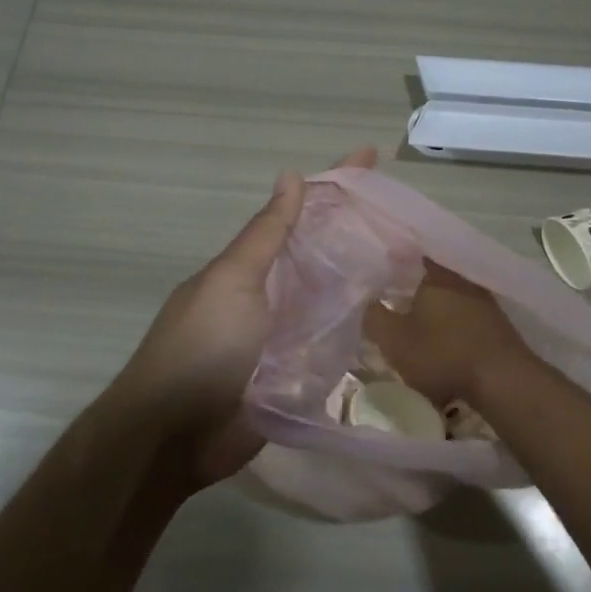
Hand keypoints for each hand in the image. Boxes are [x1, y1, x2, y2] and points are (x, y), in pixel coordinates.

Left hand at [111, 146, 379, 490]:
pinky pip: (334, 345)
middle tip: (409, 218)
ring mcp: (286, 337)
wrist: (175, 435)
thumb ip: (267, 235)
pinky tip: (395, 318)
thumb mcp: (233, 281)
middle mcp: (272, 295)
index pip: (300, 213)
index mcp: (253, 266)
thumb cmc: (202, 346)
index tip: (370, 155)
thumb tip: (291, 176)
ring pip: (334, 298)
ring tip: (415, 261)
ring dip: (368, 280)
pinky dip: (360, 330)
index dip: (333, 184)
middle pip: (323, 254)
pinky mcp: (298, 377)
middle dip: (360, 232)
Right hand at [362, 262, 541, 411]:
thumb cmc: (442, 354)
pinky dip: (451, 322)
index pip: (411, 253)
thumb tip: (366, 299)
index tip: (379, 268)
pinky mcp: (496, 322)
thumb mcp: (394, 340)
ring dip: (433, 306)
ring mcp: (483, 299)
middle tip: (391, 296)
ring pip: (449, 295)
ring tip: (414, 320)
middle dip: (411, 285)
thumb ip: (374, 317)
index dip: (394, 259)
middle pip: (431, 275)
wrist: (502, 380)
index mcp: (436, 274)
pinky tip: (441, 337)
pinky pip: (465, 314)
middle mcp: (462, 278)